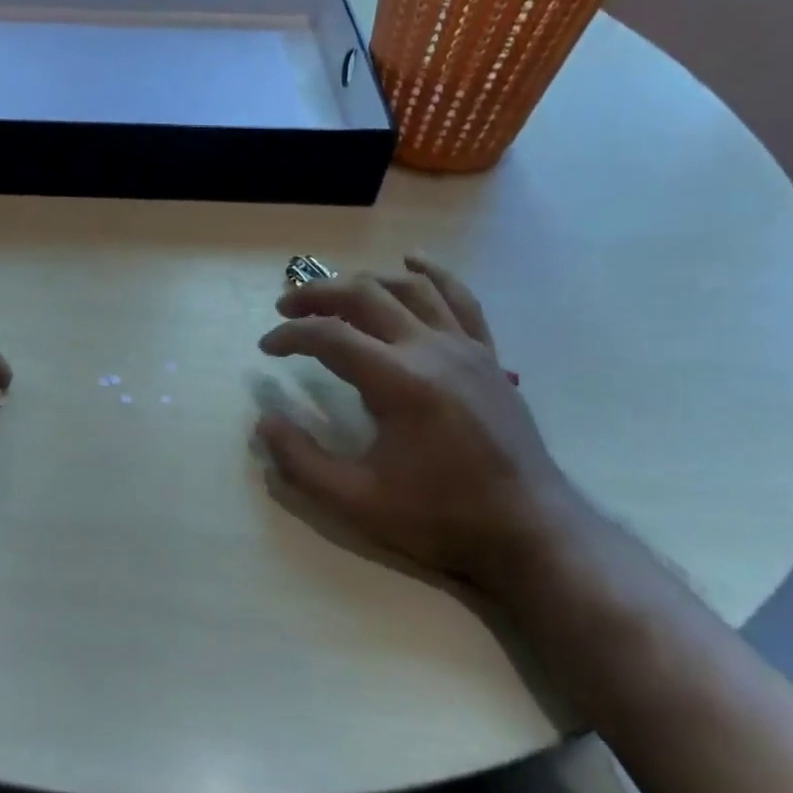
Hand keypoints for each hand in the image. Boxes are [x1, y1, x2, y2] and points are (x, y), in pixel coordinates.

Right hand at [256, 256, 584, 592]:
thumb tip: (263, 422)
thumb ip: (301, 461)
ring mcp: (465, 348)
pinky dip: (432, 274)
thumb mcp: (357, 501)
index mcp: (399, 382)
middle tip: (285, 306)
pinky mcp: (487, 356)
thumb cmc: (440, 517)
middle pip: (365, 296)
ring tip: (334, 291)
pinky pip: (459, 299)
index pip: (330, 336)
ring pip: (409, 288)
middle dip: (317, 294)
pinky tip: (413, 261)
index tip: (266, 349)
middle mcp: (431, 350)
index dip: (289, 335)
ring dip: (364, 281)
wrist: (529, 530)